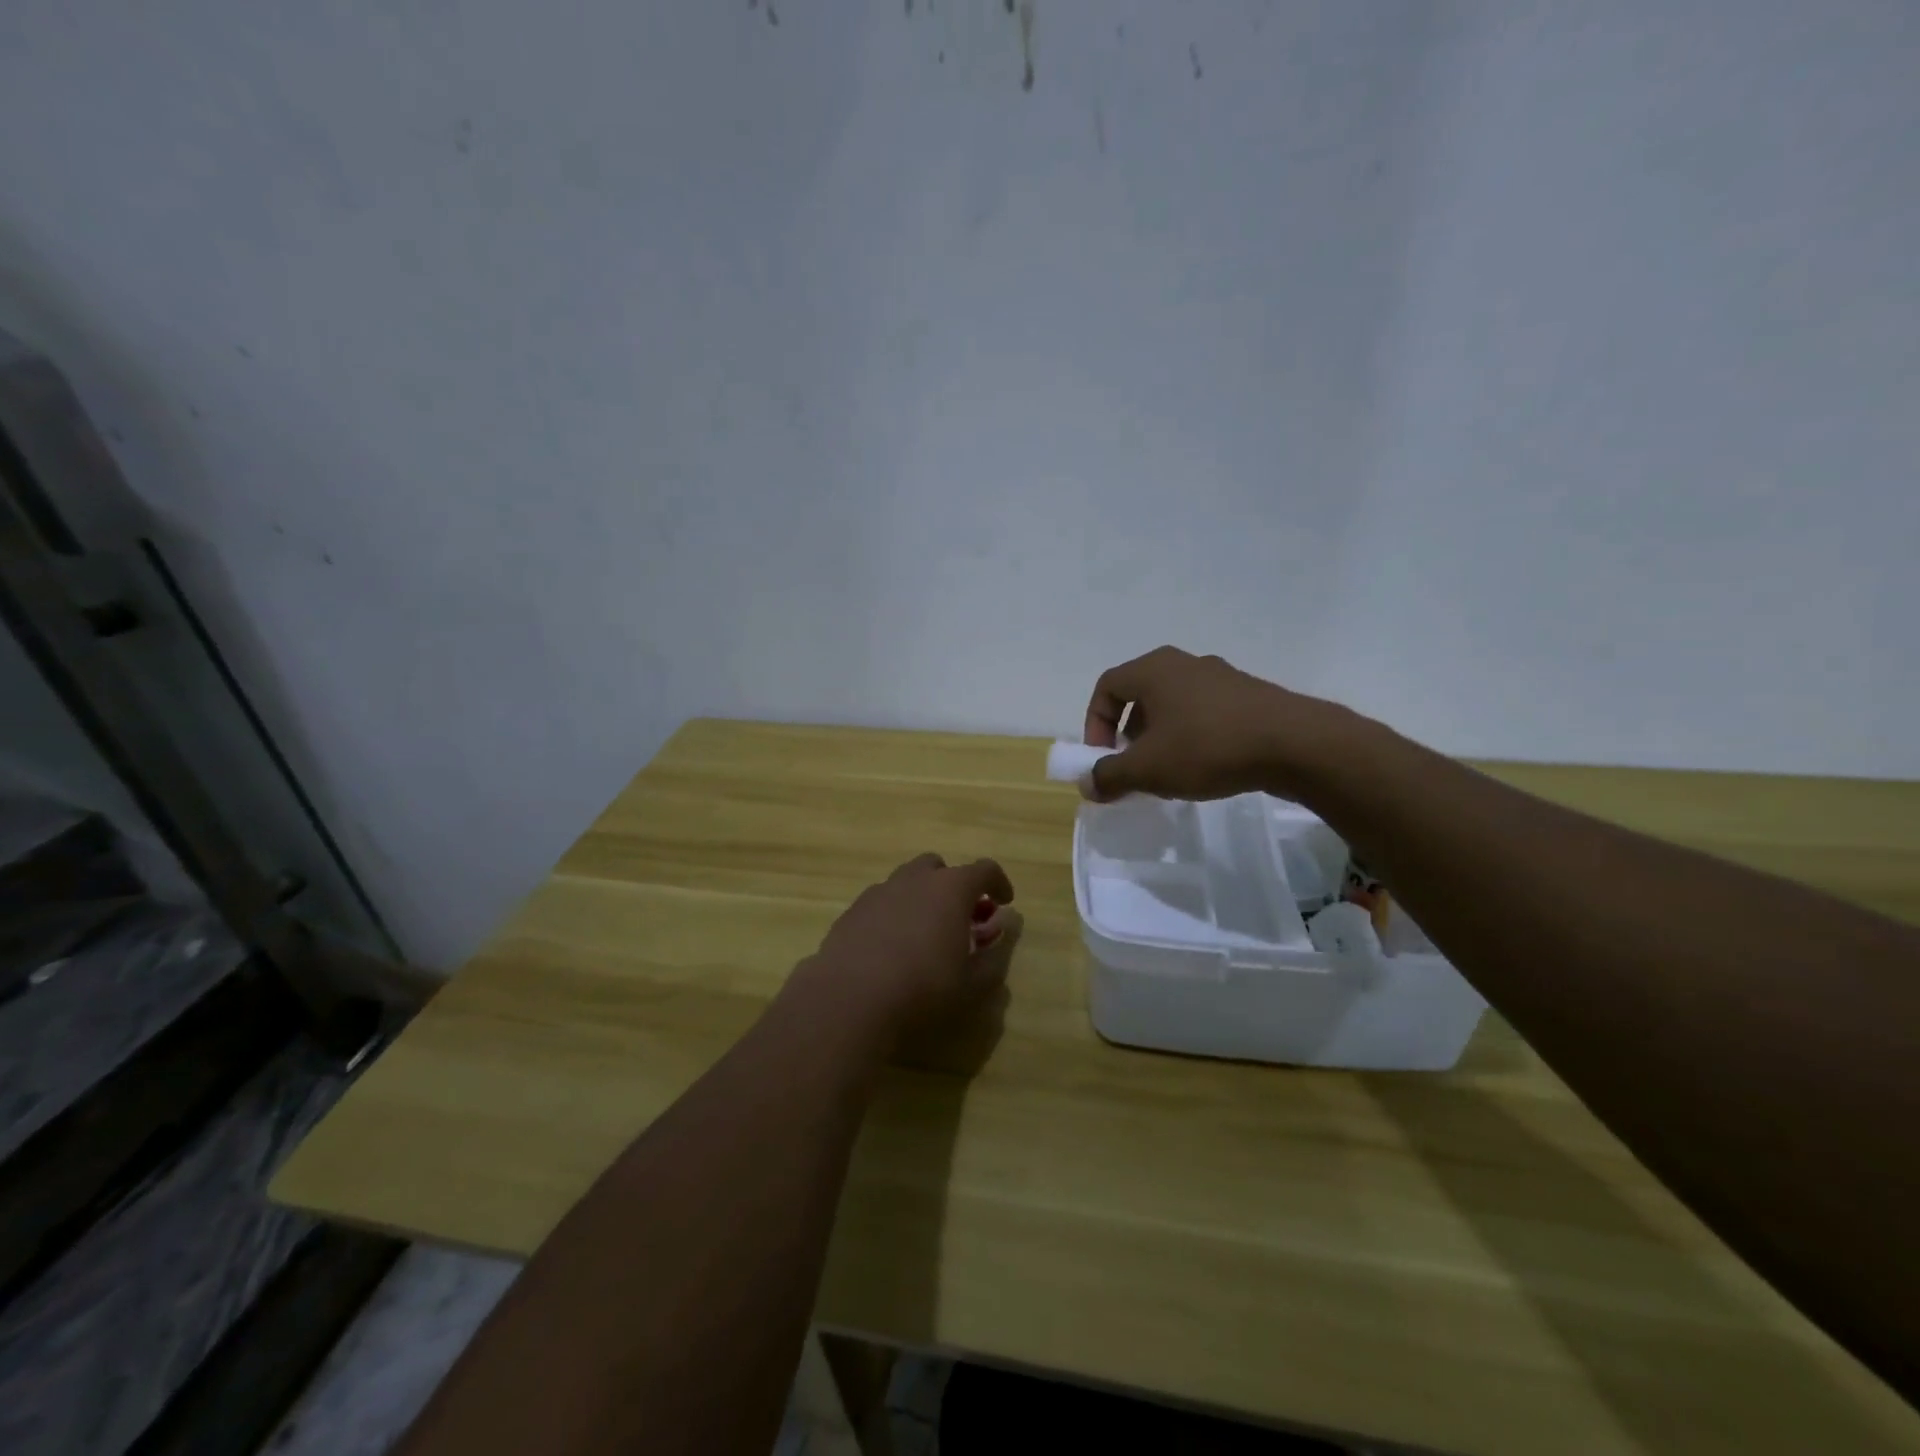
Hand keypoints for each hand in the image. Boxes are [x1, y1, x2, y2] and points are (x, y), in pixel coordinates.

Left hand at [797, 854, 1017, 1062]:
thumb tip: (1001, 936)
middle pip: (939, 867)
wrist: (850, 999)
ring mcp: (879, 892)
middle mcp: (915, 879)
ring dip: (922, 898)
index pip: (984, 870)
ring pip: (907, 882)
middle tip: (960, 918)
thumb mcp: (973, 984)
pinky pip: (882, 902)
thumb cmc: (923, 988)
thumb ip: (994, 957)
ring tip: (925, 934)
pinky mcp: (852, 911)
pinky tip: (891, 947)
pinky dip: (894, 914)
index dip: (998, 882)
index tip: (1004, 901)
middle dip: (953, 886)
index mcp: (950, 888)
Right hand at [1083, 645, 1353, 802]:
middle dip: (1128, 734)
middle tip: (1133, 766)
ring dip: (1160, 737)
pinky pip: (1204, 712)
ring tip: (1169, 772)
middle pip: (1139, 695)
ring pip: (1173, 705)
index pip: (1106, 687)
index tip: (1103, 758)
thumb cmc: (1207, 747)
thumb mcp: (1147, 769)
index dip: (1095, 723)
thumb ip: (1109, 776)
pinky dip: (1191, 736)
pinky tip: (1204, 766)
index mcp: (1153, 669)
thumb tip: (1088, 784)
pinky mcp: (1248, 695)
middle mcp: (1184, 664)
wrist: (1295, 744)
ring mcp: (1220, 677)